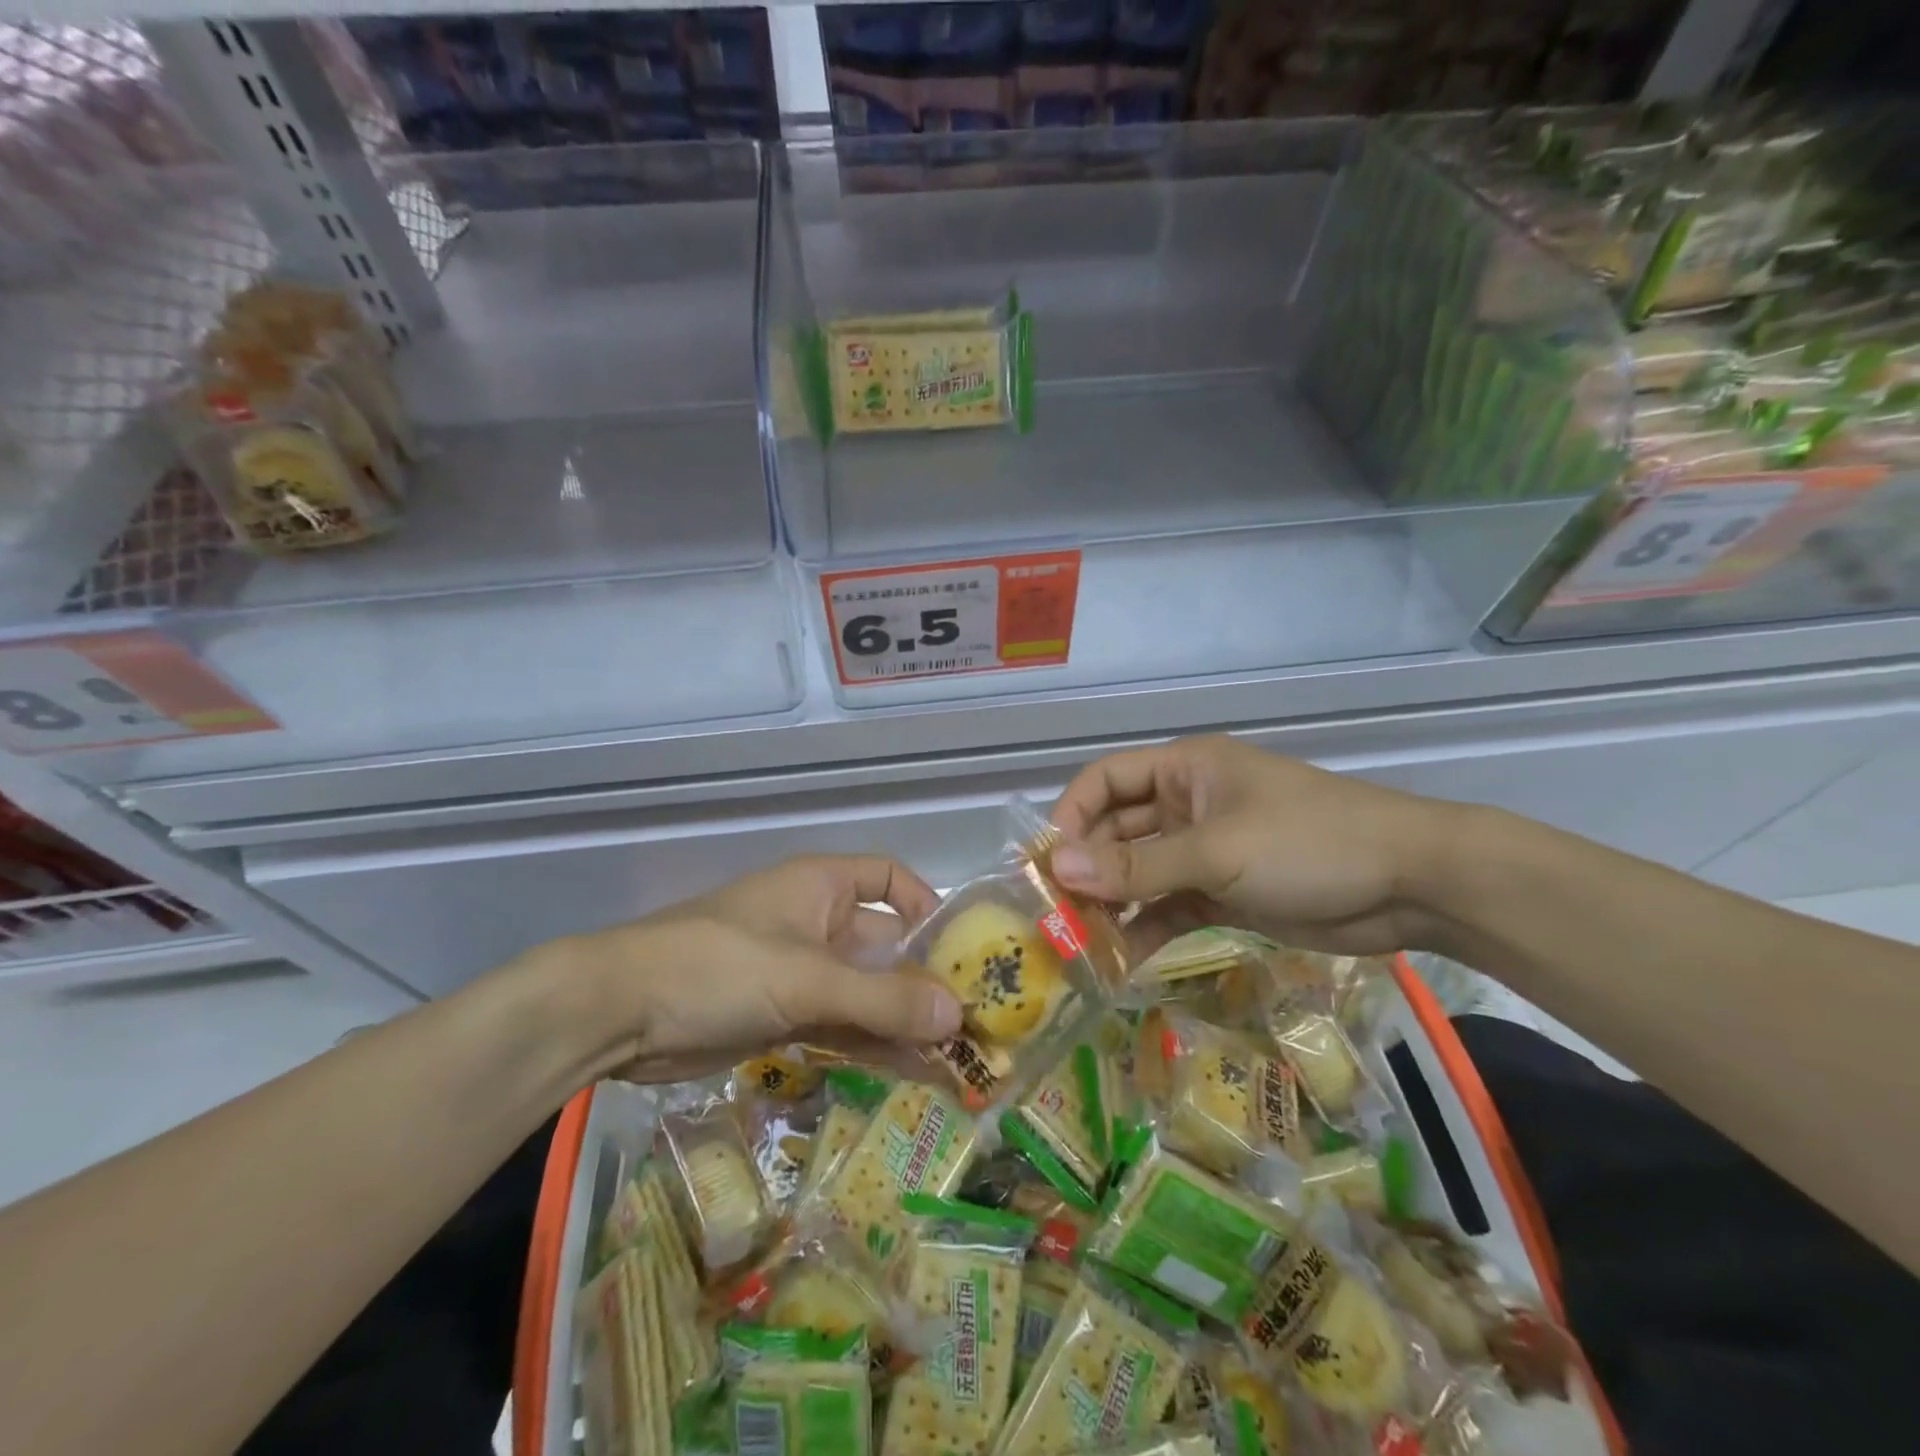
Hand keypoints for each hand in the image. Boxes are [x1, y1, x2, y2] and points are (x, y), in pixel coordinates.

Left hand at [552, 856, 962, 1083]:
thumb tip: (958, 1015)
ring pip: (866, 992)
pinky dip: (872, 1045)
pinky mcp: (782, 1016)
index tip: (961, 949)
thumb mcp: (806, 979)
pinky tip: (912, 1073)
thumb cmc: (719, 966)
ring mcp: (799, 972)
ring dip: (904, 1021)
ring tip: (955, 1058)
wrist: (619, 1013)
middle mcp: (817, 923)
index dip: (927, 905)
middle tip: (975, 1021)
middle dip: (925, 979)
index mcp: (822, 887)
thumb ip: (883, 998)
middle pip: (885, 944)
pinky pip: (841, 1025)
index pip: (890, 879)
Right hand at [1048, 736, 1449, 955]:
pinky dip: (1146, 930)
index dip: (1071, 815)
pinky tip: (1120, 961)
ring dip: (1112, 905)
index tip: (1048, 864)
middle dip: (1088, 869)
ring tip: (1079, 944)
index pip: (1104, 780)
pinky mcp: (1223, 894)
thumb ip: (1138, 867)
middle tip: (1055, 916)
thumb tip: (1058, 870)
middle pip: (1117, 832)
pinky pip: (1169, 908)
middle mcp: (1186, 806)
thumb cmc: (1308, 843)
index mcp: (1183, 771)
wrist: (1411, 885)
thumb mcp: (1218, 852)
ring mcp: (1205, 852)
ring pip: (1140, 875)